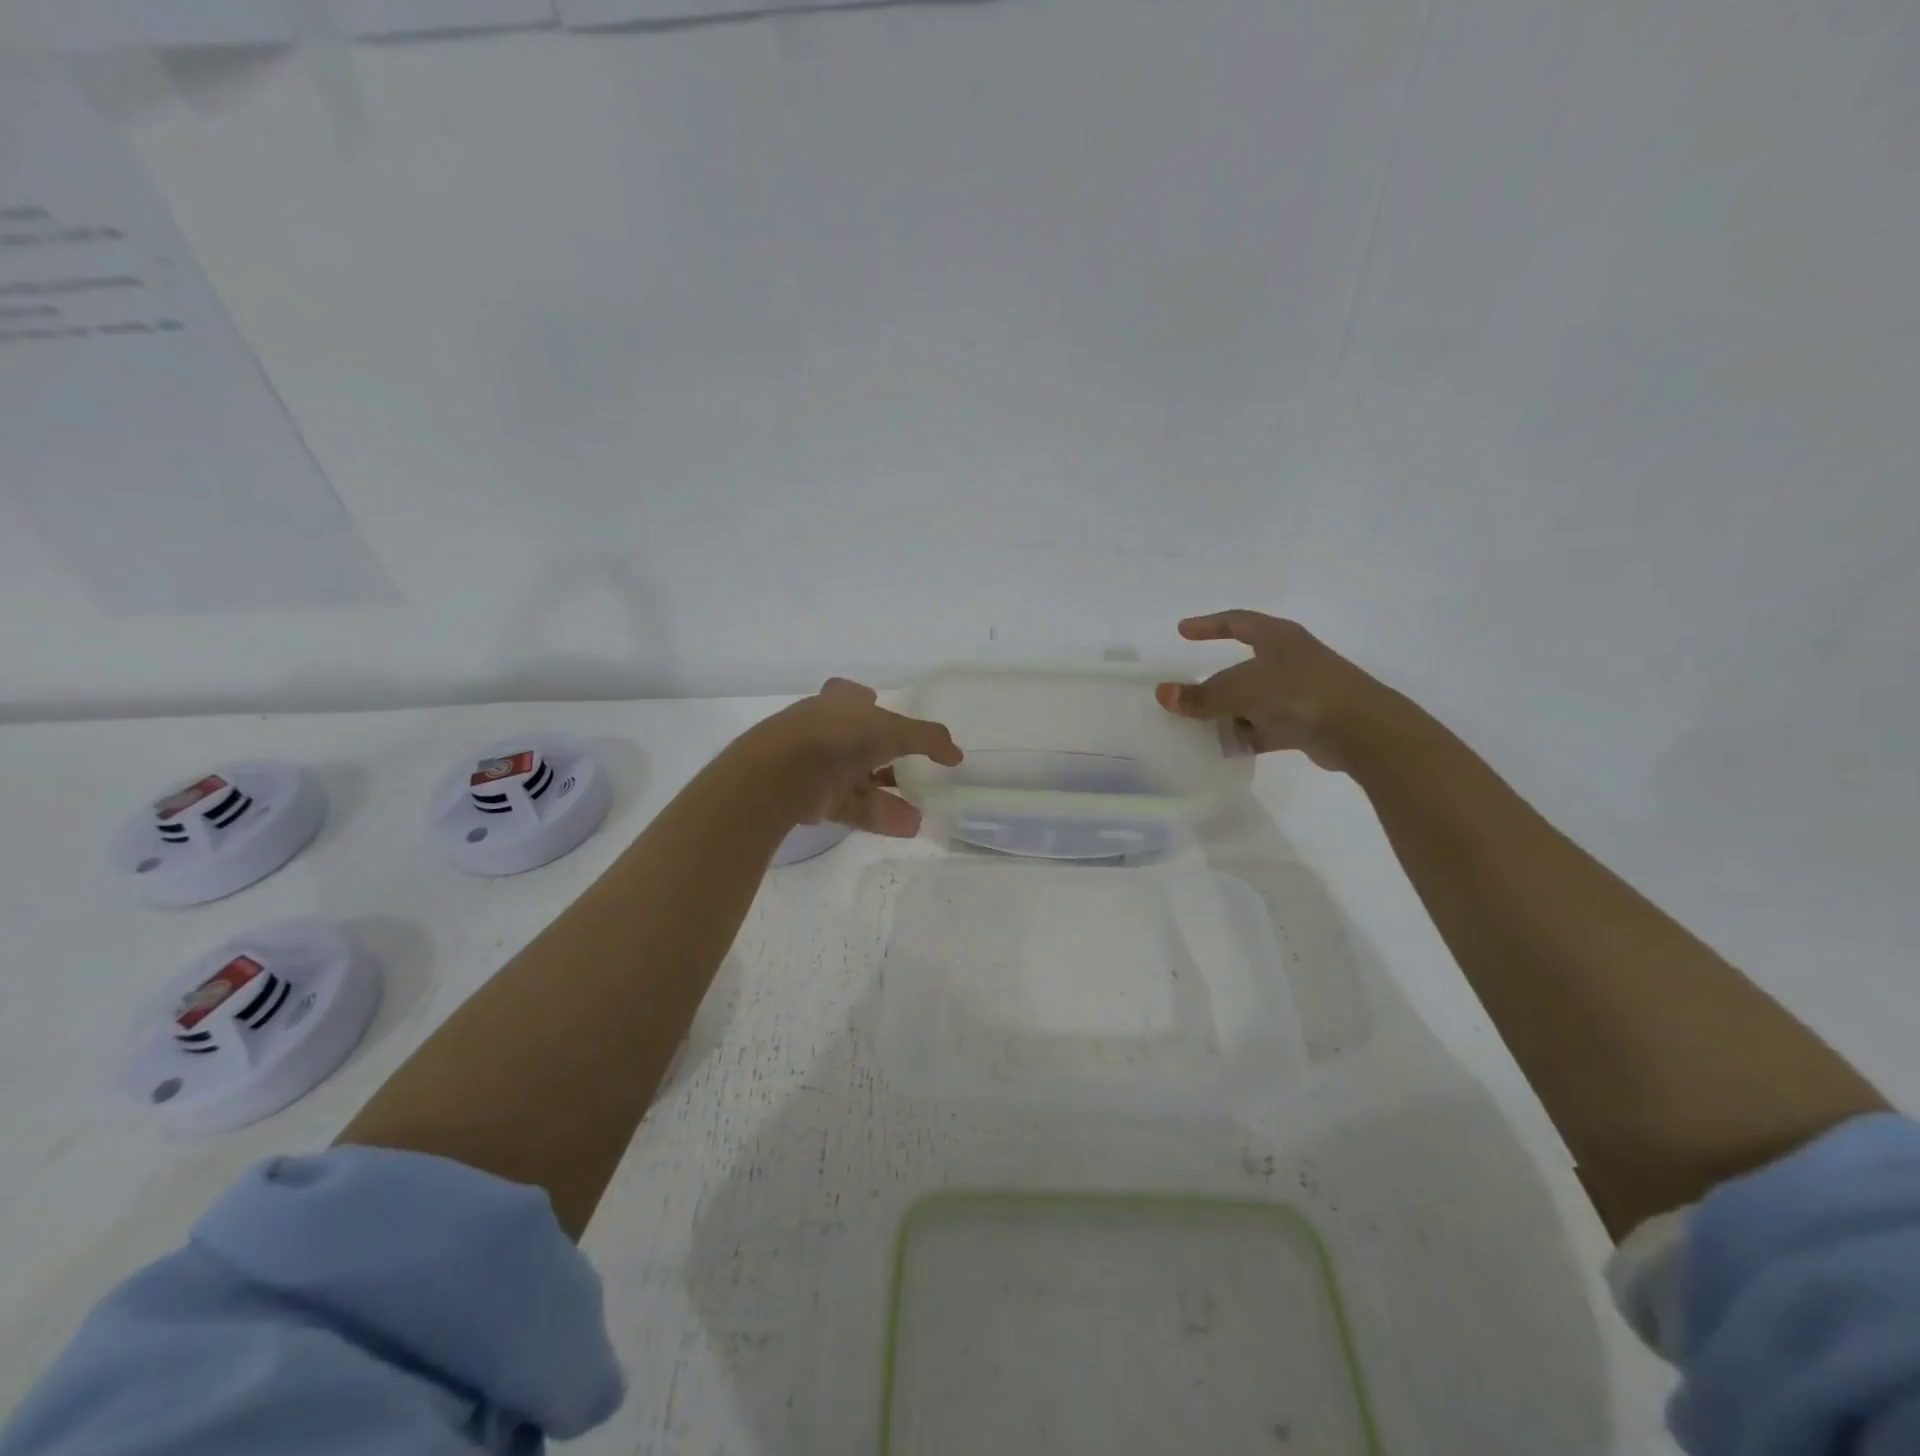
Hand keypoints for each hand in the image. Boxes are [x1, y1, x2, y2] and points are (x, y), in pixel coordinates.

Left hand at [753, 678, 962, 836]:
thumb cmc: (840, 735)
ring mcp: (817, 765)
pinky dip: (880, 815)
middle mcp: (826, 729)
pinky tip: (909, 826)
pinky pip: (853, 806)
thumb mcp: (893, 729)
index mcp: (840, 702)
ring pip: (860, 780)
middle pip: (861, 743)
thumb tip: (956, 754)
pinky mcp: (814, 799)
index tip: (888, 714)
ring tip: (923, 813)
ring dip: (891, 796)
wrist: (783, 772)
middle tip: (919, 773)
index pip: (855, 697)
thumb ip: (928, 739)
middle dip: (889, 759)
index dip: (871, 704)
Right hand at [1155, 612, 1389, 770]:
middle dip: (1214, 683)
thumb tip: (1162, 693)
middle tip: (1186, 694)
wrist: (1359, 729)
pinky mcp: (1306, 723)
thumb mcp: (1241, 691)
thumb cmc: (1298, 692)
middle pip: (1242, 667)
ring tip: (1198, 727)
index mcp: (1277, 638)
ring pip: (1252, 700)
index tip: (1183, 630)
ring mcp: (1299, 692)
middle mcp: (1289, 660)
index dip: (1209, 625)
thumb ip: (1201, 696)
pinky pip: (1265, 727)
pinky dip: (1245, 736)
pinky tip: (1224, 749)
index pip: (1237, 622)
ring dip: (1227, 713)